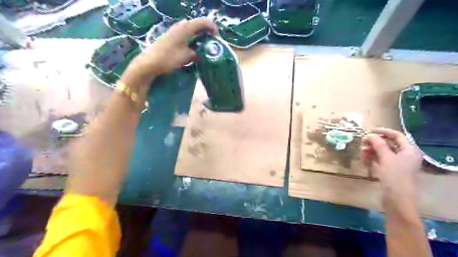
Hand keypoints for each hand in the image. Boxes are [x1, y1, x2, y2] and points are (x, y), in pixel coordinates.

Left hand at [123, 18, 216, 87]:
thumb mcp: (186, 57)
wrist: (149, 63)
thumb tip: (202, 54)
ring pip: (190, 31)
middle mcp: (179, 27)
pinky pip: (184, 36)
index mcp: (185, 29)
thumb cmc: (168, 58)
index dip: (211, 27)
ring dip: (197, 36)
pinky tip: (192, 50)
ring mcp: (173, 32)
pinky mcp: (170, 38)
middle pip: (196, 25)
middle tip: (211, 42)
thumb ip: (196, 53)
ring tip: (203, 46)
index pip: (202, 22)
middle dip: (205, 32)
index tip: (217, 36)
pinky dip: (191, 40)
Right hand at [361, 129, 421, 206]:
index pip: (397, 136)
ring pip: (383, 152)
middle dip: (375, 142)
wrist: (397, 198)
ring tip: (362, 152)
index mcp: (409, 150)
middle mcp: (405, 155)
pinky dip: (373, 158)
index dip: (383, 132)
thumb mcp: (386, 157)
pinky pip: (381, 160)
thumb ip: (378, 144)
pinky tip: (365, 159)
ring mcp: (397, 164)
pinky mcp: (390, 171)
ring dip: (372, 151)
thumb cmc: (394, 176)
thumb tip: (369, 135)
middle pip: (388, 144)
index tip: (369, 131)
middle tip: (362, 142)